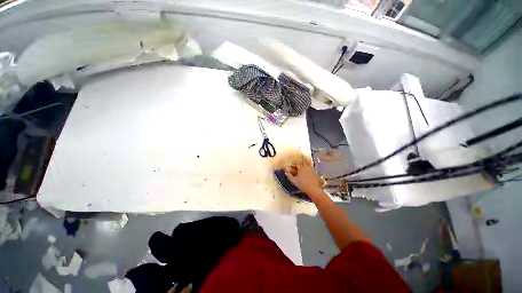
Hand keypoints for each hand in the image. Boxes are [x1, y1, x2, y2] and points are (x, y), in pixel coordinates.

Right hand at [285, 163, 322, 195]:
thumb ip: (290, 176)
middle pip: (304, 162)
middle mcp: (306, 167)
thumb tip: (286, 173)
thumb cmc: (302, 184)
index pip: (297, 164)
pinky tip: (309, 170)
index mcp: (301, 168)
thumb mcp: (294, 181)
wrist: (313, 189)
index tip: (293, 165)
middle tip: (302, 158)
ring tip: (305, 164)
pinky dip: (310, 168)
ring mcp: (311, 170)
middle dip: (303, 160)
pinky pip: (312, 168)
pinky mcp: (315, 173)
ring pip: (309, 164)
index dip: (295, 164)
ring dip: (307, 163)